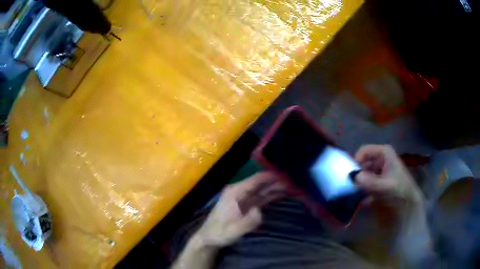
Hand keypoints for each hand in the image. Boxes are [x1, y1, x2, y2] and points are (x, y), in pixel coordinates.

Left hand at [194, 172, 284, 247]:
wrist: (209, 238)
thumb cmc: (219, 233)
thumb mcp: (233, 230)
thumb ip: (247, 222)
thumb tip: (260, 211)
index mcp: (235, 192)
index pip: (255, 180)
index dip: (270, 176)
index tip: (286, 174)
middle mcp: (239, 191)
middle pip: (261, 183)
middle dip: (276, 181)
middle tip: (295, 180)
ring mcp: (243, 198)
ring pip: (262, 190)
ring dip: (276, 188)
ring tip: (293, 186)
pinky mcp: (246, 206)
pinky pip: (261, 198)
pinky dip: (271, 195)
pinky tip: (282, 194)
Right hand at [354, 144, 423, 205]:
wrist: (409, 202)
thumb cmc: (400, 190)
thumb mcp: (386, 186)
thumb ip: (371, 182)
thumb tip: (355, 177)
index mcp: (384, 153)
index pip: (364, 150)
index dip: (356, 160)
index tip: (350, 174)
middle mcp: (380, 159)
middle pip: (363, 162)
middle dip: (357, 174)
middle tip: (351, 186)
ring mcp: (379, 170)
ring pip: (363, 173)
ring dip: (359, 184)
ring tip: (356, 194)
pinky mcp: (378, 181)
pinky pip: (366, 183)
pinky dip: (363, 190)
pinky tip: (363, 200)